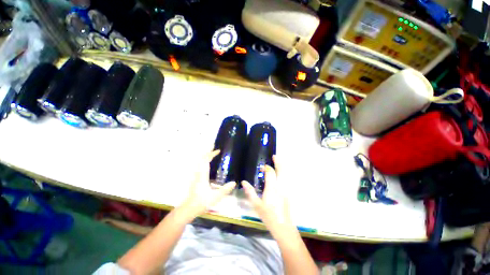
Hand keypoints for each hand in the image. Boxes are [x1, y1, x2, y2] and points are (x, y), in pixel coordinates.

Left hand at [180, 150, 235, 218]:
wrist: (189, 208)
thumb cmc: (201, 202)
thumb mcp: (215, 197)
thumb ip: (225, 190)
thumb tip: (234, 182)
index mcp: (203, 175)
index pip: (206, 161)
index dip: (212, 154)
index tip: (218, 151)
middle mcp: (199, 173)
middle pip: (202, 159)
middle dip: (208, 152)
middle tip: (215, 149)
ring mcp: (196, 176)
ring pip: (200, 162)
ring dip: (206, 157)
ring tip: (213, 154)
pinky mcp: (196, 179)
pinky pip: (200, 166)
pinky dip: (205, 162)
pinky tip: (209, 165)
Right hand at [242, 156, 291, 228]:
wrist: (283, 227)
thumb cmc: (268, 216)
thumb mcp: (256, 205)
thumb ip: (250, 192)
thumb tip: (244, 182)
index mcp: (272, 188)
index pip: (270, 172)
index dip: (267, 168)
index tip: (263, 166)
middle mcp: (280, 186)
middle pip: (281, 170)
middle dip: (278, 162)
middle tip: (274, 156)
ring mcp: (286, 189)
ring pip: (285, 174)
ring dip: (282, 167)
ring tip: (278, 162)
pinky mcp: (288, 193)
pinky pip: (286, 179)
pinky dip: (284, 173)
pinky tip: (280, 174)